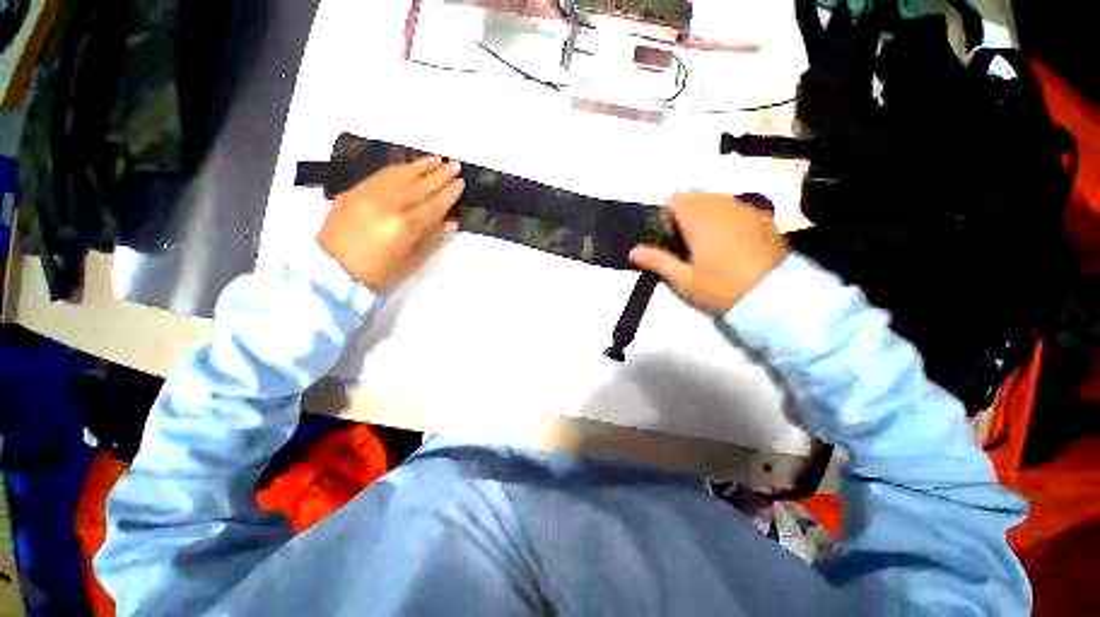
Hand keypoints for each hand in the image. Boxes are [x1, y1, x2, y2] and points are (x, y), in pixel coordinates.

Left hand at [318, 157, 464, 293]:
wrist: (332, 272)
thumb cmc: (379, 273)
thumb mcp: (412, 260)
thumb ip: (432, 237)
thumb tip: (451, 220)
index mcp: (405, 226)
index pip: (433, 204)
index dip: (449, 193)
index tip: (461, 183)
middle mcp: (387, 205)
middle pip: (419, 186)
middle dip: (440, 175)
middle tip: (455, 165)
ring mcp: (368, 195)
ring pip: (399, 175)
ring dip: (420, 166)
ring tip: (436, 159)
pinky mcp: (353, 192)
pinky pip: (380, 175)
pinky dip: (397, 169)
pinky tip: (409, 166)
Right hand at [629, 192, 788, 314]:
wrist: (775, 296)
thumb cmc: (722, 287)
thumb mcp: (684, 279)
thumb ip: (657, 261)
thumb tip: (632, 251)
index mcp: (699, 218)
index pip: (675, 198)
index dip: (667, 215)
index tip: (671, 238)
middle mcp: (722, 205)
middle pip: (695, 196)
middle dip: (686, 213)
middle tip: (688, 243)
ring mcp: (745, 209)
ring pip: (717, 199)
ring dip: (706, 214)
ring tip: (710, 243)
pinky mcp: (763, 217)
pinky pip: (737, 207)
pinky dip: (727, 217)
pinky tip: (733, 242)